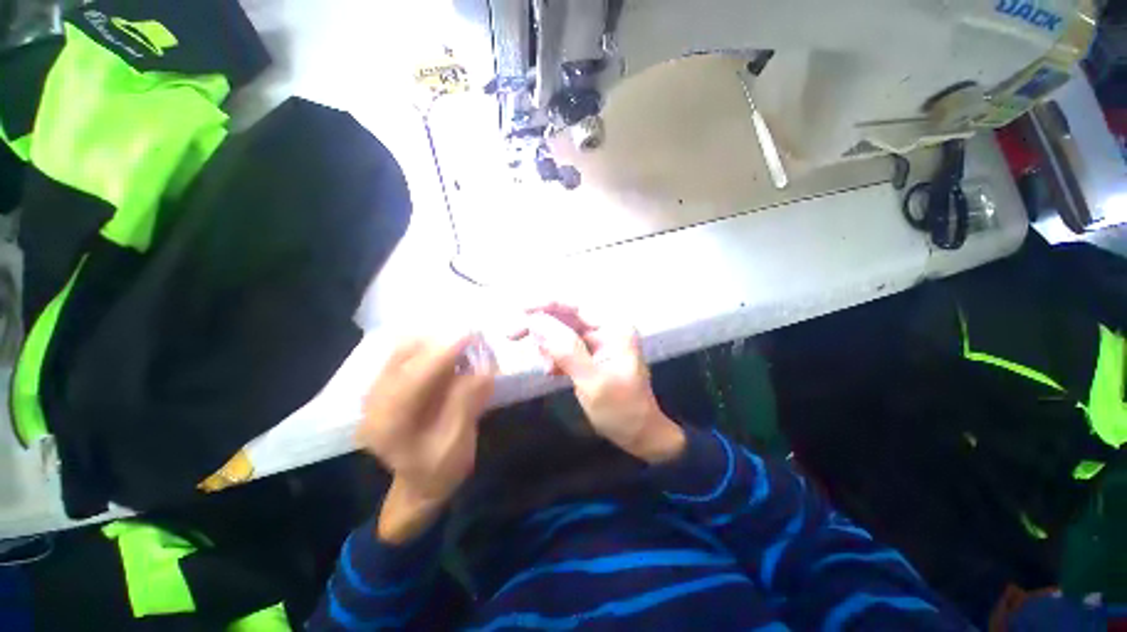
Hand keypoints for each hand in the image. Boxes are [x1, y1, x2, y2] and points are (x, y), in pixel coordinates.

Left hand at [358, 333, 494, 541]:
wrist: (418, 482)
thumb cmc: (441, 468)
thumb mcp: (458, 443)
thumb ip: (467, 403)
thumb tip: (482, 365)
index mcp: (389, 426)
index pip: (414, 379)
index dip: (443, 353)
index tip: (471, 334)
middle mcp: (373, 404)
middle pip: (403, 357)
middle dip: (440, 342)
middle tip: (473, 338)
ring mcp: (375, 392)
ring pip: (403, 350)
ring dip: (435, 342)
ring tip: (464, 346)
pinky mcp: (383, 385)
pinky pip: (405, 354)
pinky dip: (429, 347)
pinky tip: (449, 354)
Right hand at [511, 303, 684, 463]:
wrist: (638, 434)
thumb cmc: (621, 409)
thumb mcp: (592, 381)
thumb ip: (566, 350)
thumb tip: (536, 321)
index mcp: (613, 327)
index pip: (576, 304)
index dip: (546, 303)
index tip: (520, 309)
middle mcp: (605, 327)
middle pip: (565, 315)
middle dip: (540, 325)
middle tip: (512, 334)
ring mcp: (597, 340)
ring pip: (561, 331)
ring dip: (546, 345)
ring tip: (548, 367)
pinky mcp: (589, 353)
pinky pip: (563, 346)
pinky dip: (553, 356)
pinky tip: (552, 372)